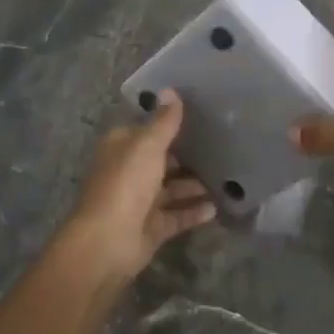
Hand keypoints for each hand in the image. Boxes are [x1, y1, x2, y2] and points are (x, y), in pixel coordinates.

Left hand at [64, 90, 215, 279]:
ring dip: (194, 185)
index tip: (200, 116)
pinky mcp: (151, 228)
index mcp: (121, 147)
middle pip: (161, 160)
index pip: (147, 129)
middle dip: (187, 155)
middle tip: (222, 146)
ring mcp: (139, 202)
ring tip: (226, 177)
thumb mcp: (147, 145)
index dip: (169, 122)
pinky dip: (194, 211)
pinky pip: (177, 216)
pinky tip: (217, 207)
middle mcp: (129, 171)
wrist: (108, 243)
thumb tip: (170, 90)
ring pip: (171, 189)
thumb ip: (163, 121)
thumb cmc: (125, 184)